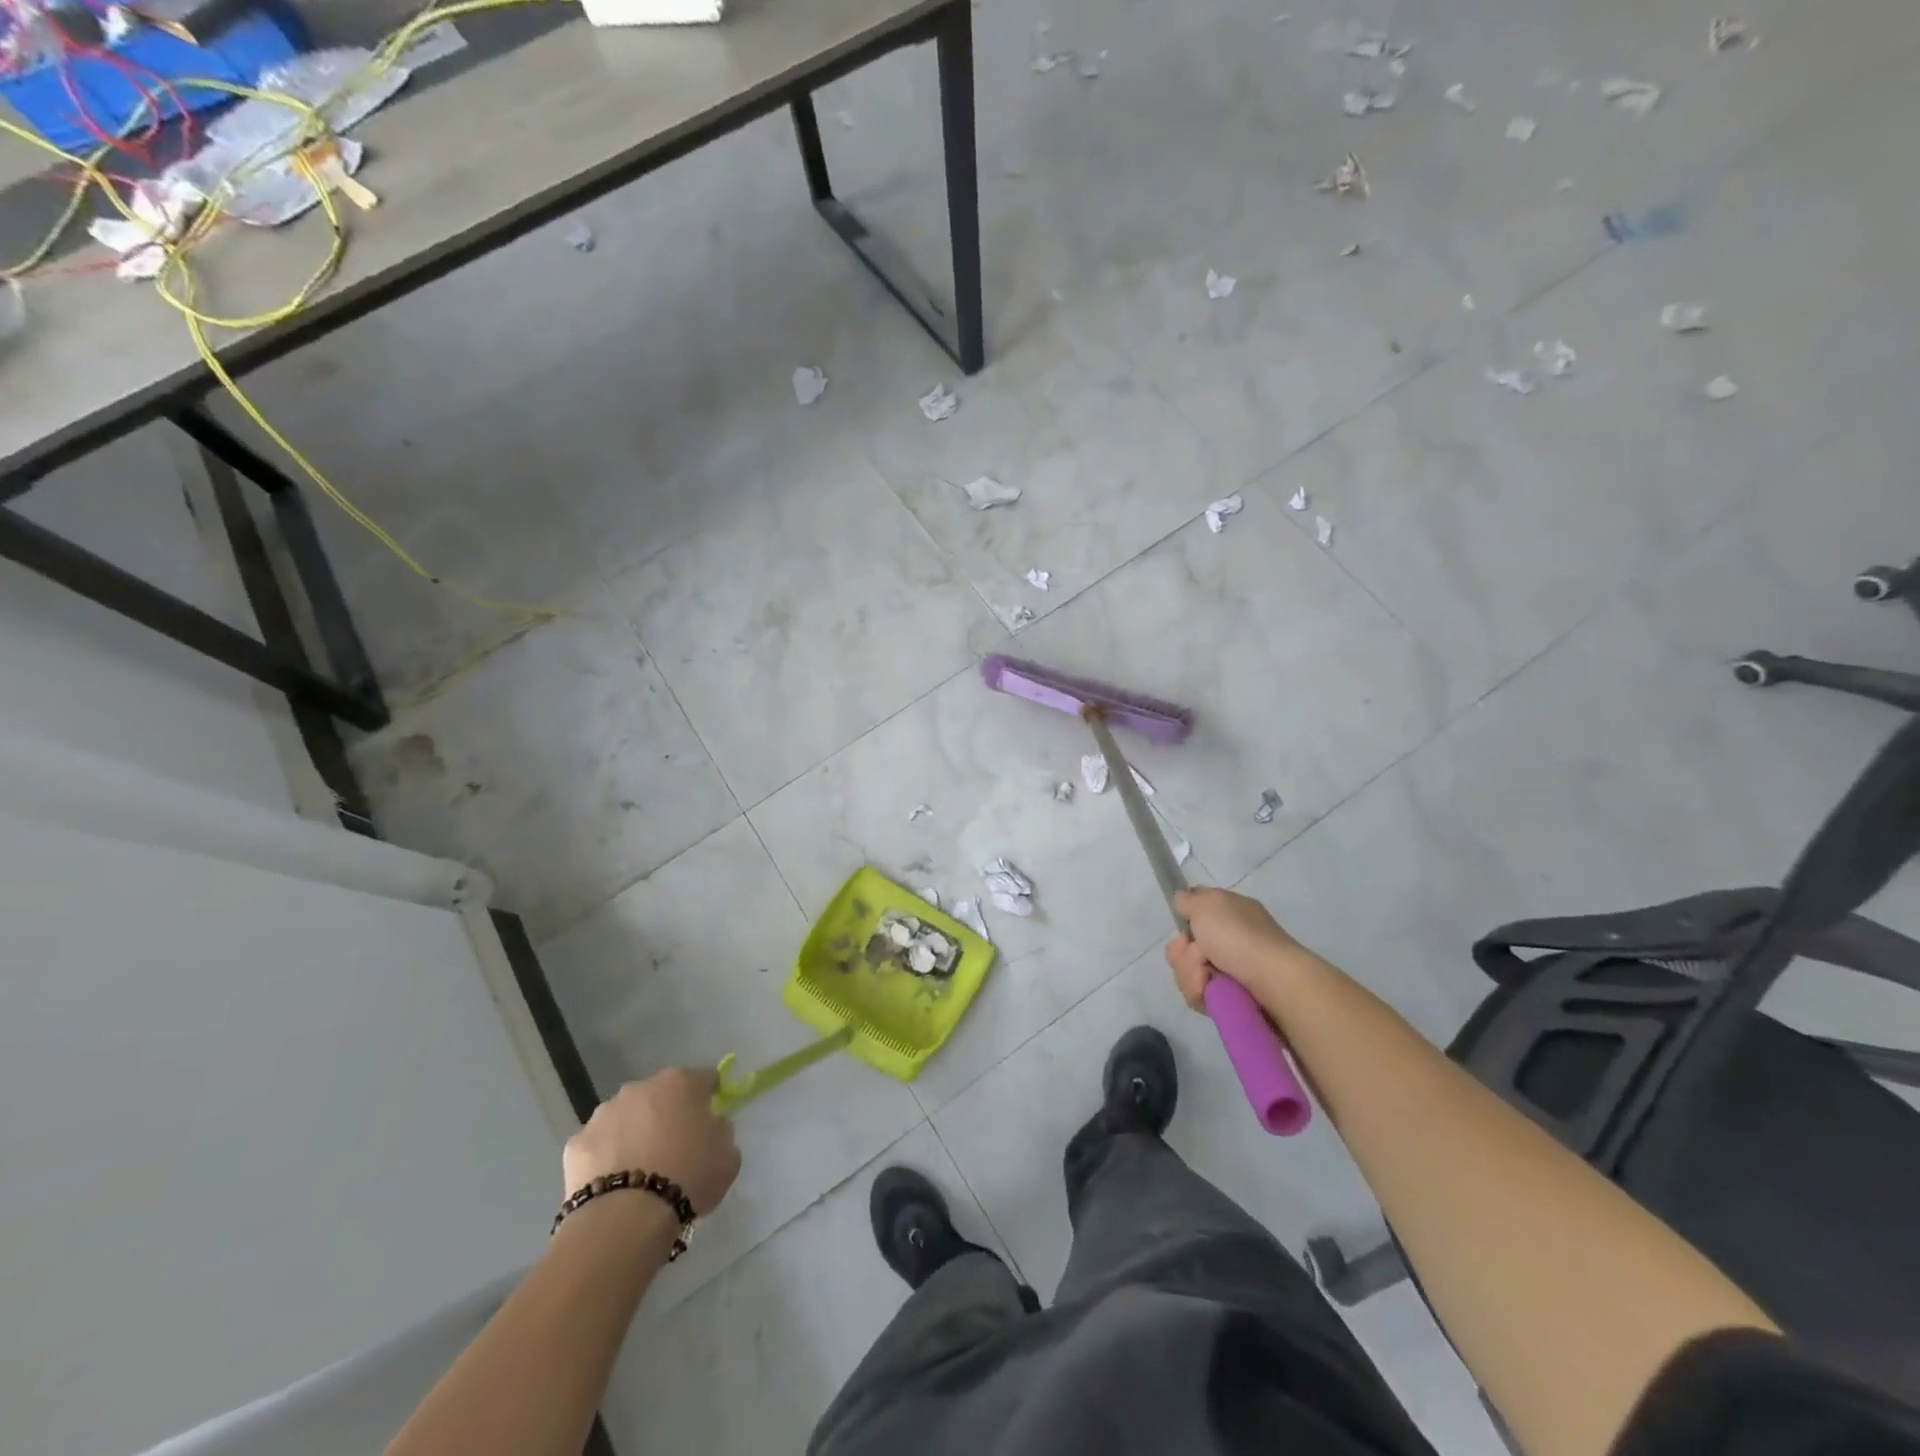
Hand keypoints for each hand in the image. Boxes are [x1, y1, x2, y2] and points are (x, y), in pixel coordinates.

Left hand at [563, 1068, 740, 1215]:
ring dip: (634, 1132)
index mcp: (681, 1083)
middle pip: (660, 1095)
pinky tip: (613, 1183)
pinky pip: (599, 1145)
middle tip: (674, 1147)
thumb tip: (710, 1126)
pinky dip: (606, 1157)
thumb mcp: (728, 1155)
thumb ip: (721, 1131)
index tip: (711, 1119)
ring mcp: (604, 1113)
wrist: (626, 1218)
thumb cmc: (688, 1178)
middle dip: (667, 1113)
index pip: (704, 1079)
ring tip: (640, 1169)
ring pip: (626, 1116)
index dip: (710, 1097)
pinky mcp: (576, 1143)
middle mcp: (641, 1088)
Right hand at [1165, 886, 1302, 1010]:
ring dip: (1190, 973)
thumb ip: (1188, 900)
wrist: (1272, 982)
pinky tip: (1211, 992)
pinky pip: (1199, 993)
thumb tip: (1182, 900)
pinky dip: (1201, 992)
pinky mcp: (1229, 996)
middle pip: (1185, 946)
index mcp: (1229, 913)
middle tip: (1199, 956)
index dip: (1185, 921)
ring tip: (1206, 978)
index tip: (1186, 928)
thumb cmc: (1239, 937)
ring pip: (1188, 970)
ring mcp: (1229, 969)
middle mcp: (1229, 939)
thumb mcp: (1208, 904)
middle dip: (1184, 953)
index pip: (1195, 913)